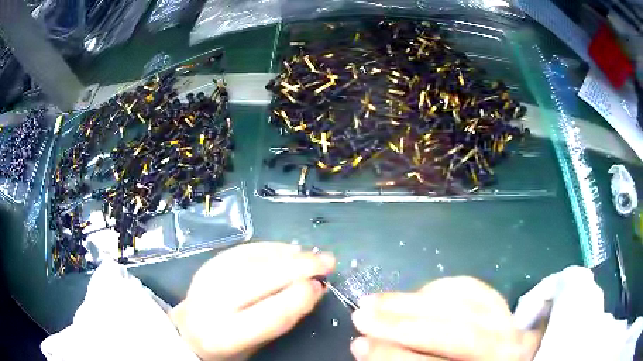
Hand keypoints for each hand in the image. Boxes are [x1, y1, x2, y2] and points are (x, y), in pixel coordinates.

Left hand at [170, 242, 334, 360]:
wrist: (190, 330)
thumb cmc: (229, 344)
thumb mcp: (257, 343)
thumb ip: (283, 317)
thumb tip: (313, 288)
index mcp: (225, 335)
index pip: (267, 316)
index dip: (297, 299)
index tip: (321, 285)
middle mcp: (212, 304)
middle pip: (258, 280)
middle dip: (297, 267)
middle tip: (328, 261)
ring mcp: (207, 279)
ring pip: (252, 260)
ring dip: (287, 255)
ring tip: (312, 255)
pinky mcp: (208, 263)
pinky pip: (244, 250)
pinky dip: (270, 248)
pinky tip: (289, 249)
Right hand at [350, 277, 543, 360]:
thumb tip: (364, 345)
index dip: (393, 356)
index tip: (359, 344)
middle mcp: (502, 347)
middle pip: (453, 331)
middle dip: (401, 324)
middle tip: (361, 315)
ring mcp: (507, 320)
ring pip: (463, 304)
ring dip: (413, 300)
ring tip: (377, 300)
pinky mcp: (503, 303)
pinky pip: (472, 288)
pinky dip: (440, 287)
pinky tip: (416, 292)